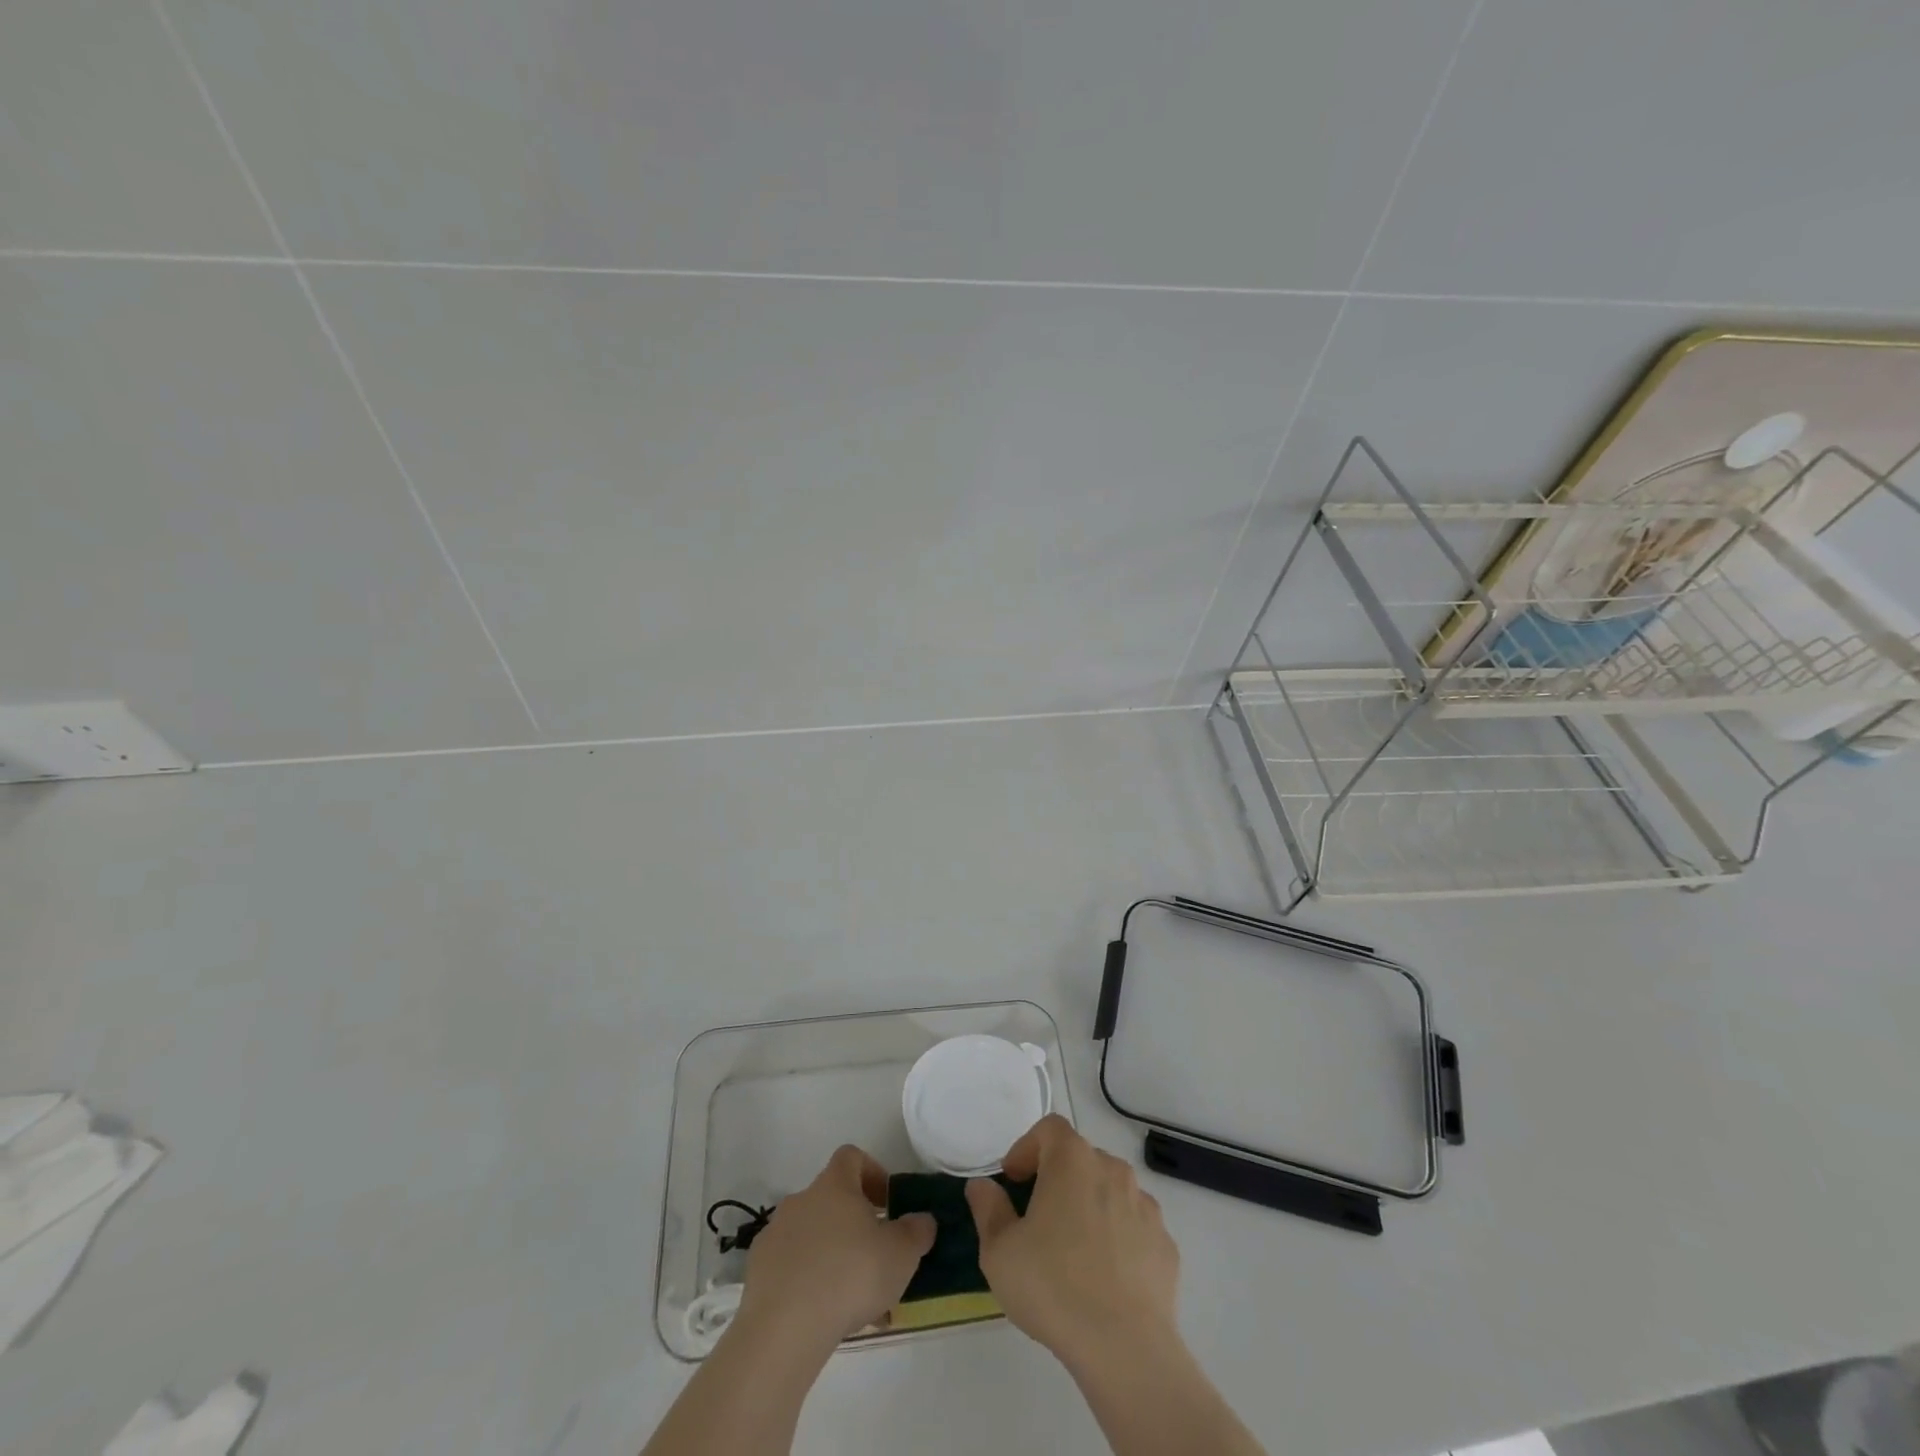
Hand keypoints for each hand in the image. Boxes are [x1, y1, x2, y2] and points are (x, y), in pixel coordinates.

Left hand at [737, 1145, 935, 1351]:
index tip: (887, 1203)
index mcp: (834, 1185)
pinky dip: (808, 1281)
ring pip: (812, 1236)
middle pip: (831, 1199)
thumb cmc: (850, 1275)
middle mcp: (801, 1200)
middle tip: (875, 1257)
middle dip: (854, 1224)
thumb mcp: (900, 1254)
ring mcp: (775, 1235)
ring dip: (833, 1255)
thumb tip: (922, 1220)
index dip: (872, 1173)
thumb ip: (916, 1231)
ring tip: (854, 1299)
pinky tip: (824, 1315)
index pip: (851, 1157)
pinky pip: (791, 1266)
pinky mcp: (758, 1272)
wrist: (784, 1328)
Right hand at [966, 1115, 1179, 1367]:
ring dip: (1090, 1205)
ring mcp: (1145, 1205)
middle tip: (1038, 1217)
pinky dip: (1118, 1237)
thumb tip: (983, 1186)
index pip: (1049, 1129)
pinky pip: (1134, 1226)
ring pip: (1110, 1190)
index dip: (1027, 1147)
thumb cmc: (1053, 1286)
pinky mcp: (1165, 1243)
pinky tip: (1105, 1275)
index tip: (1014, 1181)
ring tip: (1073, 1249)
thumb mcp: (999, 1251)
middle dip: (1057, 1178)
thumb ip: (988, 1208)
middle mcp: (1112, 1169)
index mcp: (1072, 1160)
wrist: (1125, 1347)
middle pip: (1080, 1158)